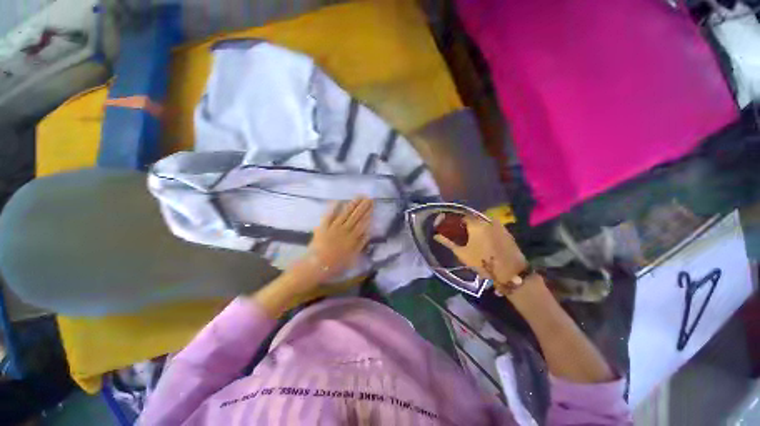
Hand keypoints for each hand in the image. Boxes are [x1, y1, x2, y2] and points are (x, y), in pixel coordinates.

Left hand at [304, 197, 372, 282]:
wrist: (316, 266)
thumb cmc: (335, 265)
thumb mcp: (352, 257)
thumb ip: (360, 244)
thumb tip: (368, 232)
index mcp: (352, 238)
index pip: (362, 223)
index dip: (368, 214)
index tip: (372, 206)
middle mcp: (344, 230)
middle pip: (355, 216)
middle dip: (363, 206)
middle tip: (369, 198)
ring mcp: (334, 227)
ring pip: (345, 213)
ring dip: (353, 204)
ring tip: (359, 196)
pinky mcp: (323, 226)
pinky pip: (329, 215)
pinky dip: (333, 208)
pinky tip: (339, 200)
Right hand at [434, 215, 526, 286]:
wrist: (510, 272)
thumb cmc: (483, 262)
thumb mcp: (462, 253)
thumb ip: (448, 242)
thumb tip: (436, 235)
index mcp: (476, 225)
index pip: (462, 217)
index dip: (456, 222)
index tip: (452, 228)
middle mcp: (487, 221)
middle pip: (473, 218)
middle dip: (466, 224)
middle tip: (461, 233)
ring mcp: (498, 225)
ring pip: (483, 222)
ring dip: (476, 227)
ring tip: (472, 236)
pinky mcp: (506, 231)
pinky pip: (492, 226)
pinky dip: (486, 230)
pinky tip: (483, 239)